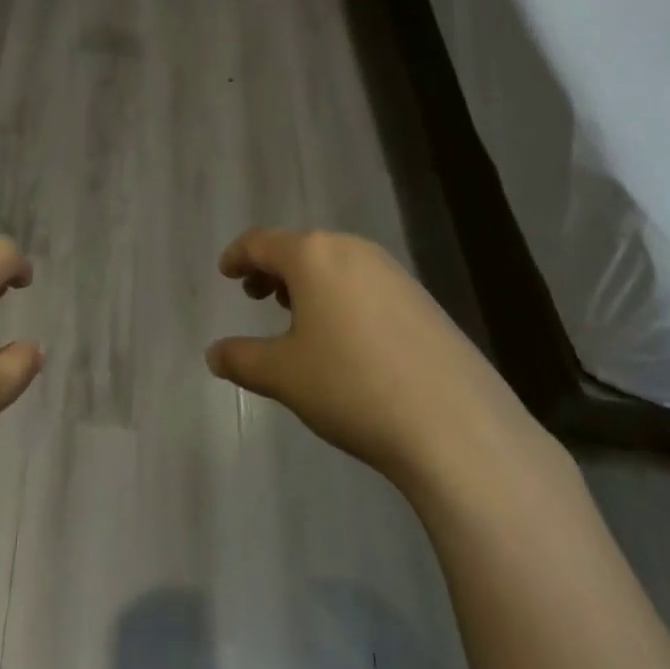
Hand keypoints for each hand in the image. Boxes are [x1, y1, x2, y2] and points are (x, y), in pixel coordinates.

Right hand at [206, 228, 553, 500]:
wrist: (456, 426)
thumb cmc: (352, 387)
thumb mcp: (285, 375)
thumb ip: (242, 359)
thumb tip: (213, 354)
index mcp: (312, 255)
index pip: (261, 242)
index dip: (238, 256)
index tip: (225, 272)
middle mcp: (351, 250)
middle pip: (300, 248)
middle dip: (273, 270)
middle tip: (255, 297)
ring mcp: (392, 271)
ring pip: (335, 264)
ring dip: (308, 283)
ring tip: (297, 317)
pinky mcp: (421, 298)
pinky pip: (365, 282)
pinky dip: (341, 296)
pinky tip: (345, 337)